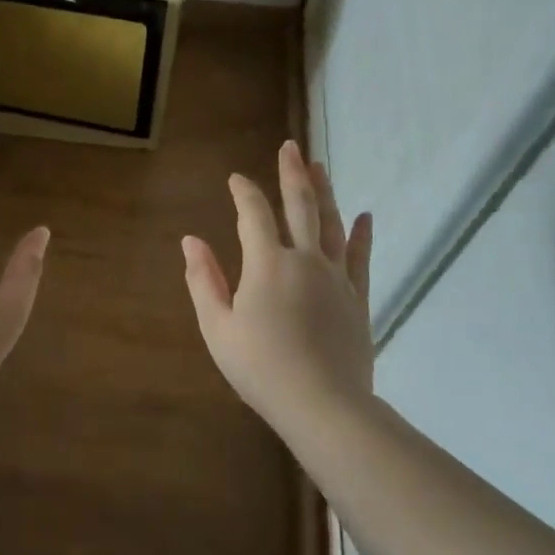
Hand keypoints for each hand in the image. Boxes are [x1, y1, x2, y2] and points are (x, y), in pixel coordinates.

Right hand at [181, 140, 374, 428]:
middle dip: (293, 174)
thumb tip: (191, 241)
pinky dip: (362, 234)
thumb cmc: (261, 368)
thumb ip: (203, 280)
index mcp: (267, 264)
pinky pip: (361, 257)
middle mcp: (305, 260)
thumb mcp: (217, 327)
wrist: (324, 406)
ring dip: (325, 192)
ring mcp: (337, 278)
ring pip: (332, 224)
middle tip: (291, 147)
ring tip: (320, 166)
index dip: (244, 193)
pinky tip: (364, 215)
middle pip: (300, 206)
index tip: (236, 178)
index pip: (254, 215)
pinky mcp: (357, 298)